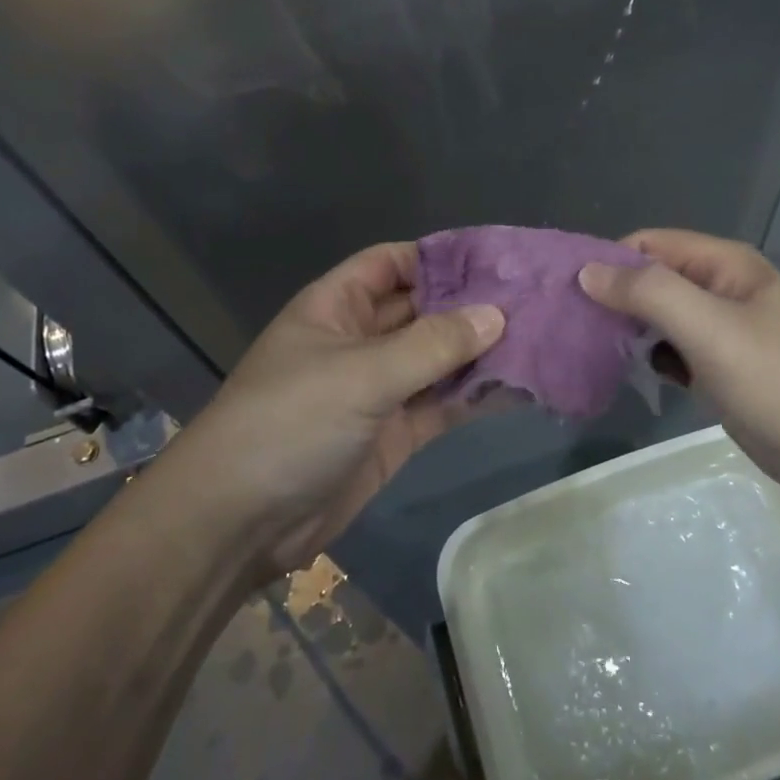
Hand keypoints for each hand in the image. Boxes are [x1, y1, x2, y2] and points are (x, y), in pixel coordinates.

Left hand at [170, 243, 503, 578]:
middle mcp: (360, 340)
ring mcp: (378, 388)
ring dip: (479, 351)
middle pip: (422, 309)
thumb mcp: (361, 374)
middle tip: (533, 299)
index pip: (392, 262)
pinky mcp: (394, 433)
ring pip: (437, 358)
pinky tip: (519, 387)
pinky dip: (474, 396)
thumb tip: (497, 315)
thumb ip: (432, 345)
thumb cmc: (290, 422)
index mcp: (337, 306)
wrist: (239, 523)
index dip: (438, 256)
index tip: (494, 259)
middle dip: (470, 304)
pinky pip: (440, 404)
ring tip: (540, 338)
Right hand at [580, 229, 779, 516]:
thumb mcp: (713, 330)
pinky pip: (676, 353)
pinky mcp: (726, 373)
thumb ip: (649, 293)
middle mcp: (723, 291)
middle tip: (564, 325)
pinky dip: (650, 358)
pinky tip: (623, 374)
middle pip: (653, 279)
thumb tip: (588, 270)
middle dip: (612, 296)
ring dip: (627, 329)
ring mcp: (726, 334)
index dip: (607, 261)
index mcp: (725, 266)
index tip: (563, 292)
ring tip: (581, 349)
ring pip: (662, 318)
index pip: (649, 244)